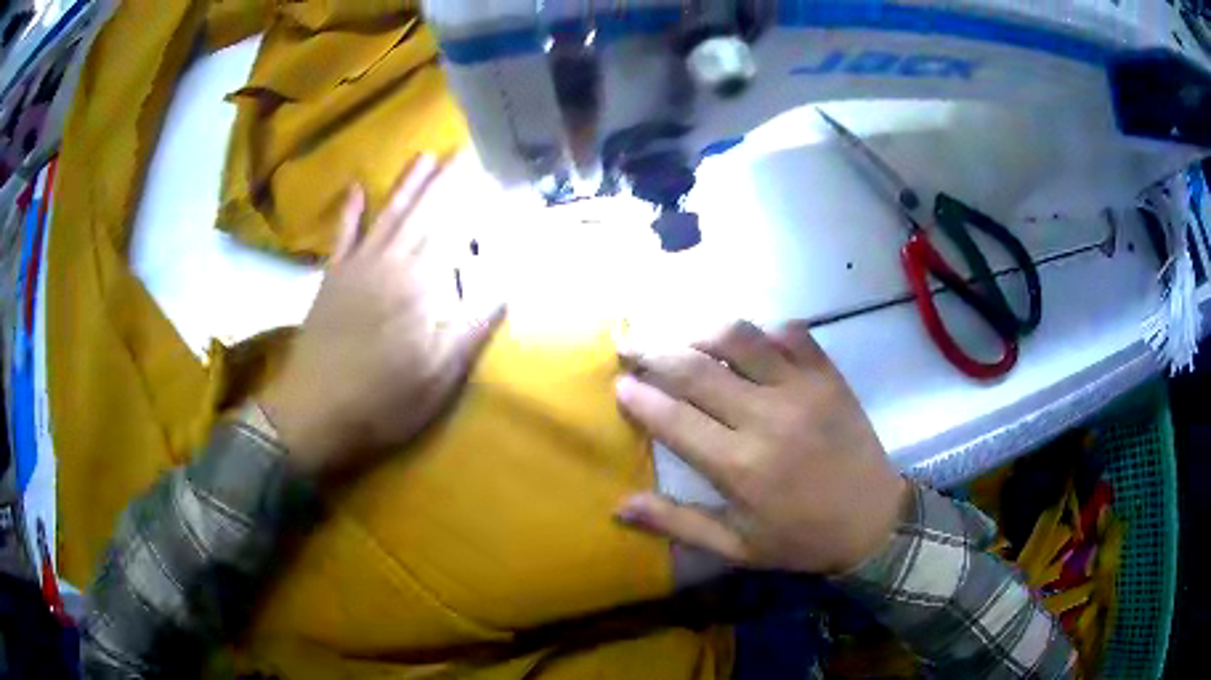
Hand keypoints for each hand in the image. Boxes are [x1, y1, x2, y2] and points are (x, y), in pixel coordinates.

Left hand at [261, 156, 504, 479]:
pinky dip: (348, 211)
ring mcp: (357, 268)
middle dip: (446, 179)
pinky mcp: (332, 279)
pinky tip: (355, 187)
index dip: (474, 198)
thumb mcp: (440, 375)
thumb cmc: (382, 400)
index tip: (492, 170)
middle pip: (423, 213)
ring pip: (388, 214)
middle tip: (464, 147)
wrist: (313, 413)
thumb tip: (507, 281)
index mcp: (421, 285)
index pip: (454, 229)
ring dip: (407, 184)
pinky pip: (342, 236)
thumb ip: (473, 324)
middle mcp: (391, 264)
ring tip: (425, 155)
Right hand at [614, 321, 906, 574]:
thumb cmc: (800, 539)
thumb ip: (677, 522)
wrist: (874, 522)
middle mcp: (766, 418)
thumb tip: (618, 506)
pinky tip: (748, 345)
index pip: (673, 418)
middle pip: (695, 368)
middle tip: (629, 345)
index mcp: (739, 467)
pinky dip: (762, 331)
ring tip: (682, 338)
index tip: (619, 383)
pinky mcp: (828, 375)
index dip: (638, 396)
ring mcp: (802, 389)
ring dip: (700, 331)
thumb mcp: (735, 547)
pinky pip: (790, 332)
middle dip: (652, 351)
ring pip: (739, 338)